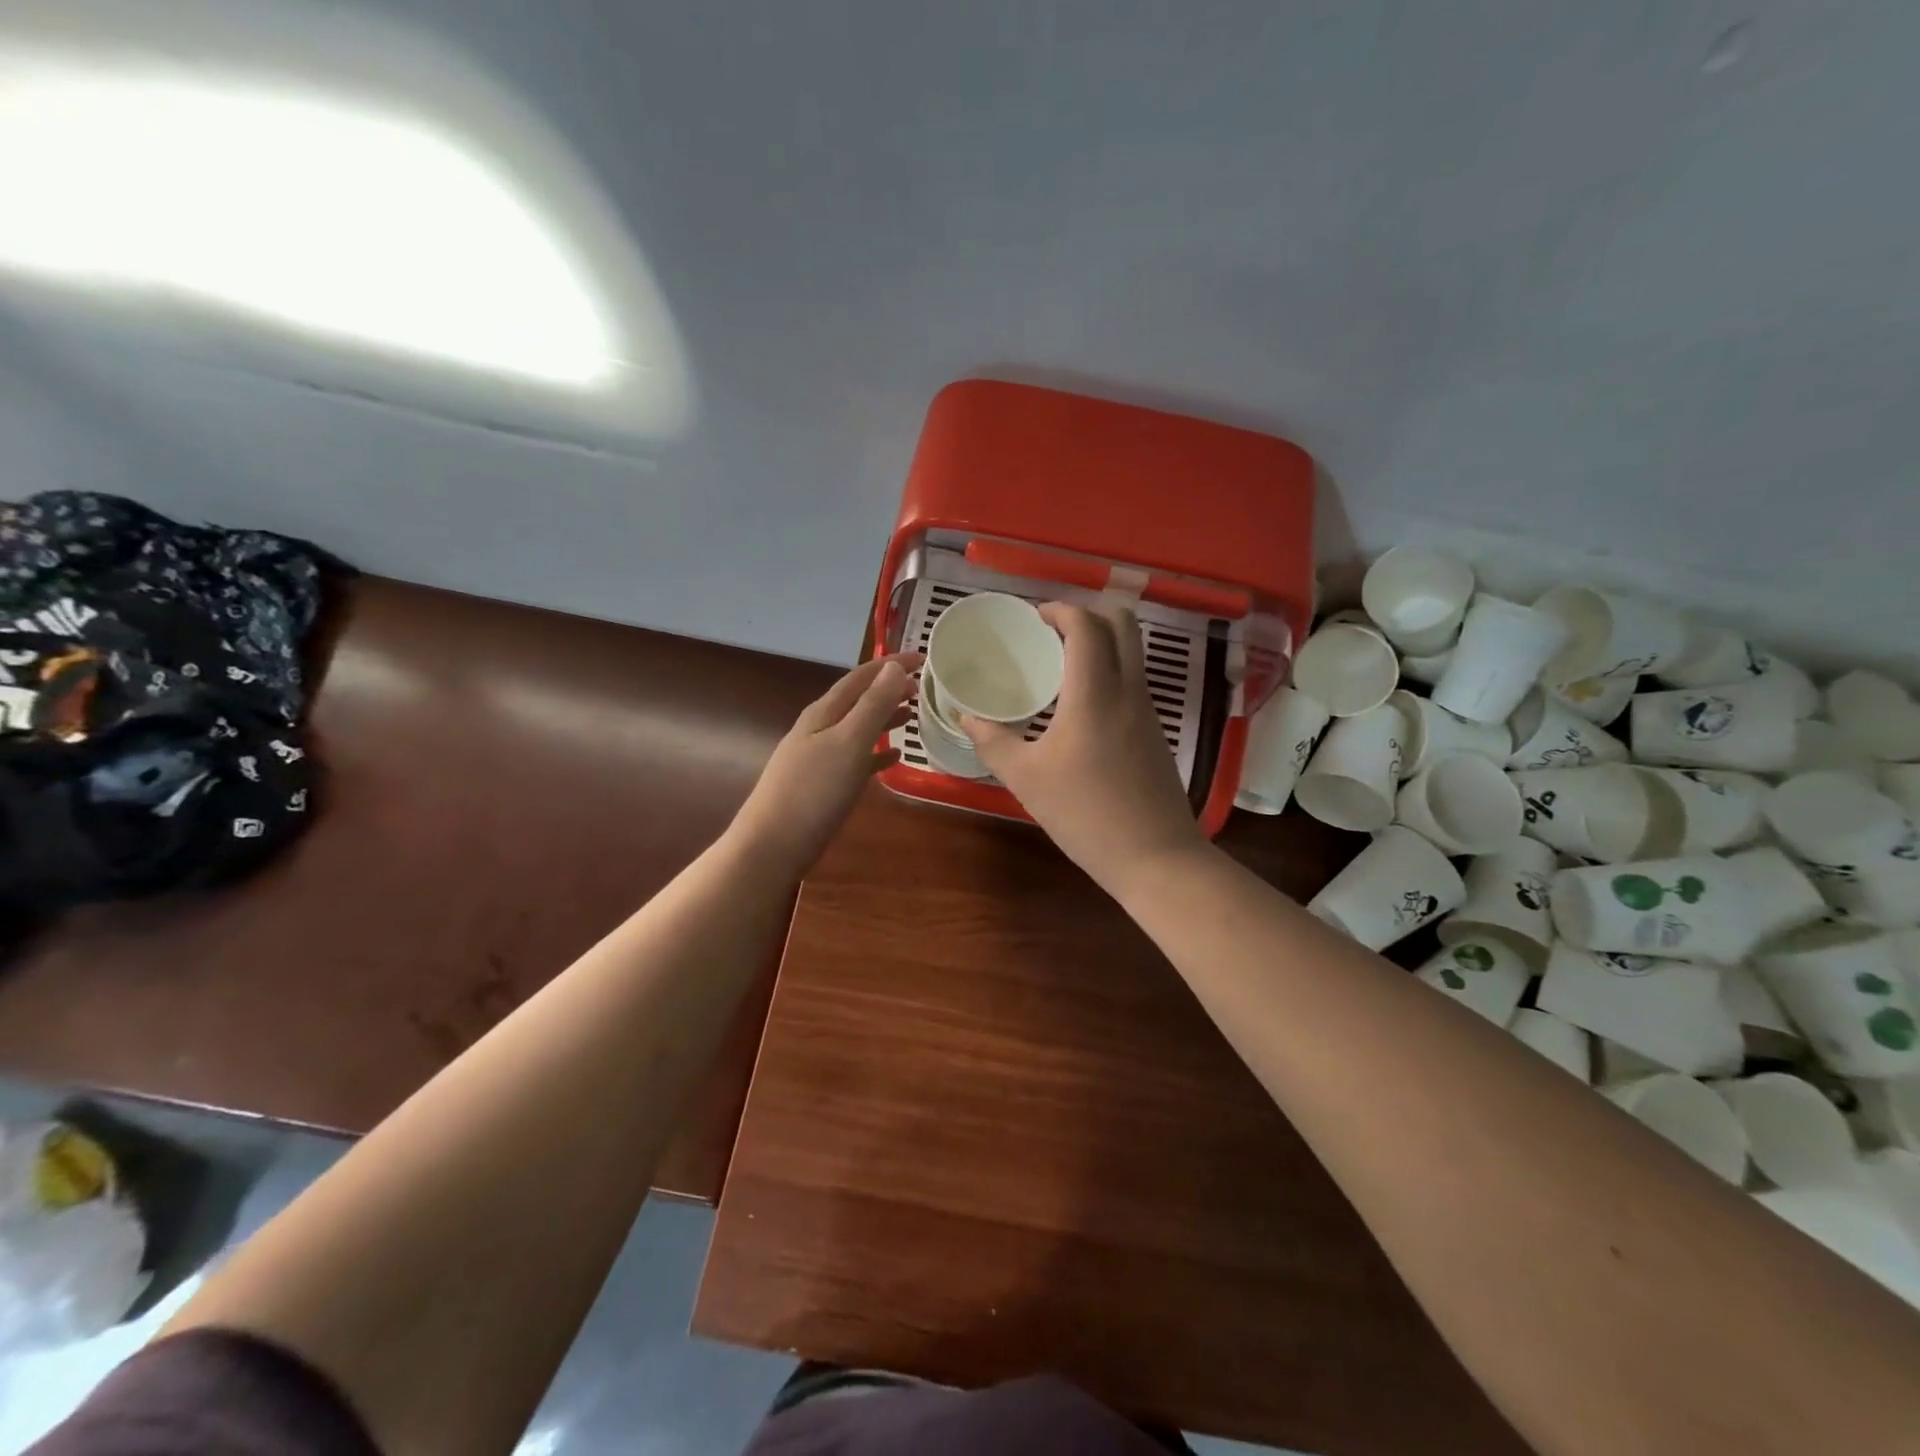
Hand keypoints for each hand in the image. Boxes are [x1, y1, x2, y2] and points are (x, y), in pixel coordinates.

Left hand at [733, 652, 918, 878]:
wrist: (772, 846)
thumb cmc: (813, 791)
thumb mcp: (848, 743)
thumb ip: (872, 705)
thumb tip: (893, 667)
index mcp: (824, 712)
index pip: (862, 676)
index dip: (891, 664)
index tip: (924, 657)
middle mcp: (820, 728)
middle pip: (859, 699)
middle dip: (889, 689)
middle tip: (924, 688)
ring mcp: (819, 756)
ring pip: (858, 727)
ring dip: (884, 717)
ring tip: (913, 715)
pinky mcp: (823, 784)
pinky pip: (856, 758)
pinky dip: (877, 753)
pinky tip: (894, 759)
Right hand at [961, 603, 1206, 896]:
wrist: (1155, 857)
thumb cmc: (1085, 815)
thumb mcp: (1026, 779)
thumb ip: (993, 742)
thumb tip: (967, 716)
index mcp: (1095, 694)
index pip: (1087, 626)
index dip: (1061, 610)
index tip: (1035, 617)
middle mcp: (1128, 690)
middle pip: (1123, 624)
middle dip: (1088, 614)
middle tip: (1052, 632)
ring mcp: (1148, 711)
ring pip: (1132, 652)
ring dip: (1100, 642)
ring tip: (1060, 664)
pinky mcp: (1155, 732)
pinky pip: (1133, 680)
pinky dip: (1109, 670)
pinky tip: (1080, 704)